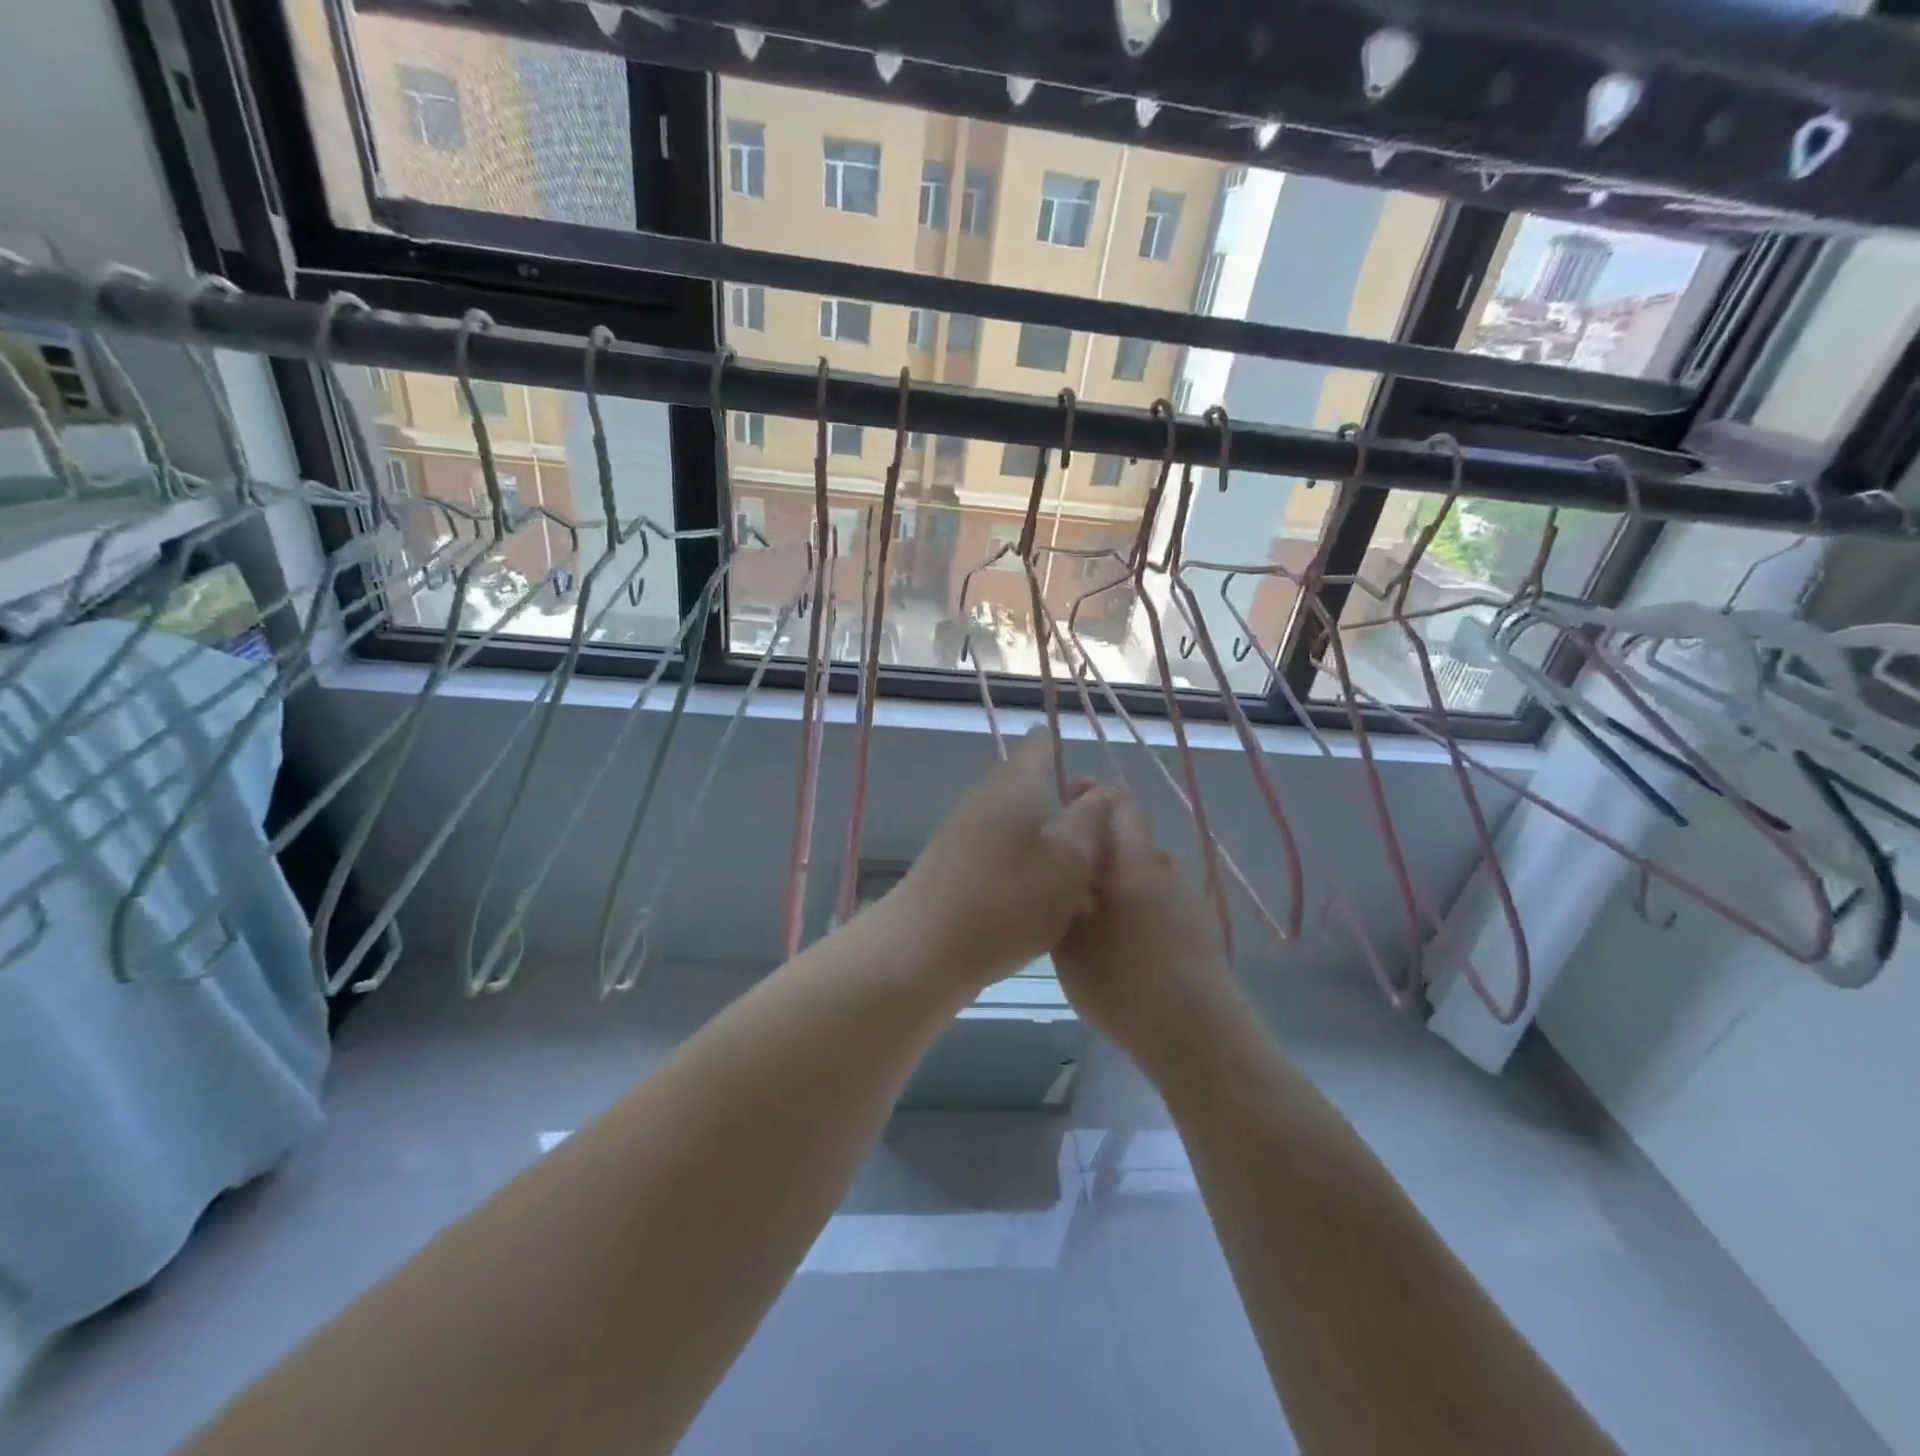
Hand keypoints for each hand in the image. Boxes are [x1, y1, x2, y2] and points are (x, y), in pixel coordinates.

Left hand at [888, 729, 1116, 994]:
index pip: (1039, 745)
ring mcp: (960, 832)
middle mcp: (984, 799)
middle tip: (1090, 821)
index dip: (1062, 746)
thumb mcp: (1069, 862)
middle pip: (1022, 781)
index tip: (1087, 768)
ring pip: (1008, 816)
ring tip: (1069, 858)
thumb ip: (1091, 821)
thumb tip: (1105, 790)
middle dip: (1054, 793)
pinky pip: (993, 847)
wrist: (923, 949)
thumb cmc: (1007, 901)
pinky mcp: (949, 865)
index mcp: (1015, 786)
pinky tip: (1032, 886)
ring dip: (1036, 829)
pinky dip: (1017, 856)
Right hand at [1052, 791, 1250, 1080]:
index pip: (1119, 804)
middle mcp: (1166, 870)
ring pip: (1143, 872)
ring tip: (1083, 907)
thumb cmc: (1124, 982)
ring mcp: (1188, 901)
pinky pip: (1158, 900)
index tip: (1064, 800)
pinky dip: (1133, 903)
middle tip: (1062, 867)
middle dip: (1097, 844)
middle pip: (1130, 839)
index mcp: (1136, 862)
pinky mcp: (1199, 931)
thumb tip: (1061, 861)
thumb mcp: (1071, 938)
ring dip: (1115, 877)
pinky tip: (1117, 940)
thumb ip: (1063, 892)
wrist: (1198, 1037)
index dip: (1092, 795)